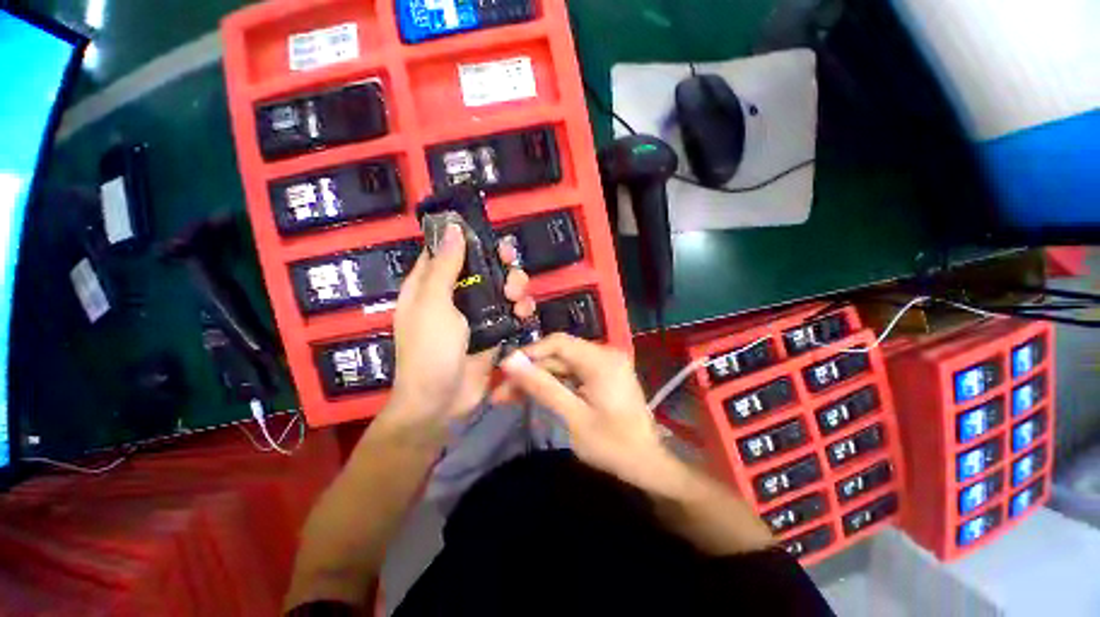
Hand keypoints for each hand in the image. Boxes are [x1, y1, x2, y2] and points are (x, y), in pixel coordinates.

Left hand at [387, 225, 533, 437]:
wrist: (443, 401)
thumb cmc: (430, 349)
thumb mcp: (434, 304)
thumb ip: (445, 267)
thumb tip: (452, 228)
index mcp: (430, 285)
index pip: (448, 251)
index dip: (467, 240)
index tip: (489, 236)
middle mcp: (455, 295)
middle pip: (483, 267)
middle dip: (500, 264)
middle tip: (510, 265)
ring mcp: (477, 314)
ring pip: (502, 287)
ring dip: (515, 286)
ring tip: (516, 299)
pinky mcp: (495, 330)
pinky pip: (513, 311)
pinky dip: (522, 309)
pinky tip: (524, 314)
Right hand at [497, 334, 684, 494]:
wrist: (648, 465)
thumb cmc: (613, 445)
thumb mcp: (573, 416)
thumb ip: (542, 386)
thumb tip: (510, 362)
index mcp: (600, 359)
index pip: (558, 342)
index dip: (529, 353)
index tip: (505, 371)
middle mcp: (604, 354)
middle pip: (559, 354)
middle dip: (530, 371)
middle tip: (501, 392)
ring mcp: (605, 365)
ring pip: (563, 365)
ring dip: (539, 379)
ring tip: (510, 397)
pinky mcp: (603, 376)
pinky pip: (573, 373)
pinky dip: (554, 384)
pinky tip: (535, 396)